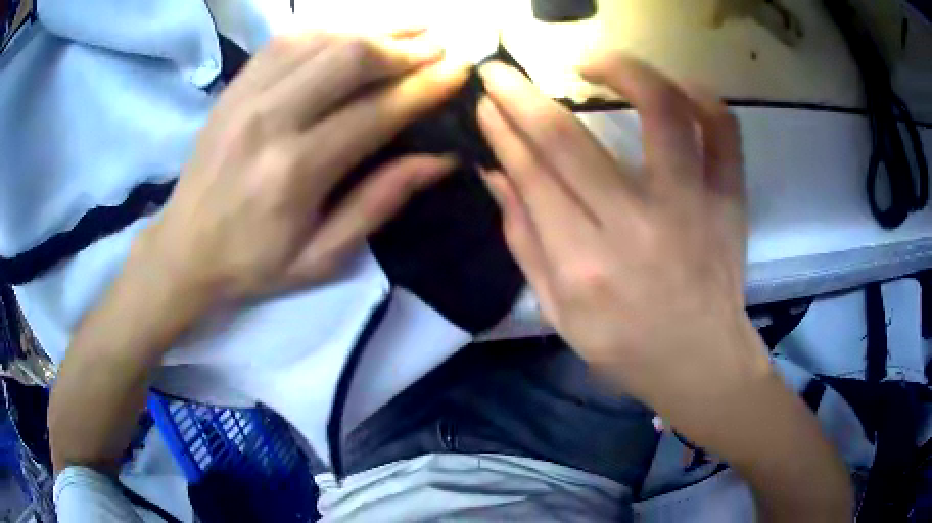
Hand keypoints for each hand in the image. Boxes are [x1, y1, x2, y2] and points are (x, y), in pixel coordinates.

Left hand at [132, 30, 467, 309]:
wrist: (184, 249)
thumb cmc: (254, 263)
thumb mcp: (323, 255)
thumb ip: (379, 201)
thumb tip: (441, 159)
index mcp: (296, 171)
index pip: (377, 110)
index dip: (427, 86)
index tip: (461, 70)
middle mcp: (271, 119)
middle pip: (349, 56)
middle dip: (404, 45)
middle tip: (439, 46)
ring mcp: (247, 95)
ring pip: (320, 36)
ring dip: (373, 27)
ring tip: (411, 27)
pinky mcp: (234, 86)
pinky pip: (287, 39)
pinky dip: (329, 27)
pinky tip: (353, 28)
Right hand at [477, 53, 762, 408]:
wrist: (701, 361)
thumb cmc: (625, 346)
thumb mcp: (558, 311)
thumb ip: (525, 239)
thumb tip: (497, 173)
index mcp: (586, 265)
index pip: (533, 176)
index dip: (503, 131)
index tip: (489, 102)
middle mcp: (637, 226)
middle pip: (572, 140)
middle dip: (524, 97)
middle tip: (502, 73)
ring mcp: (693, 206)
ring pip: (661, 112)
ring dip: (621, 71)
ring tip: (593, 61)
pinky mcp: (729, 199)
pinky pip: (724, 131)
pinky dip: (702, 97)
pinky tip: (676, 87)